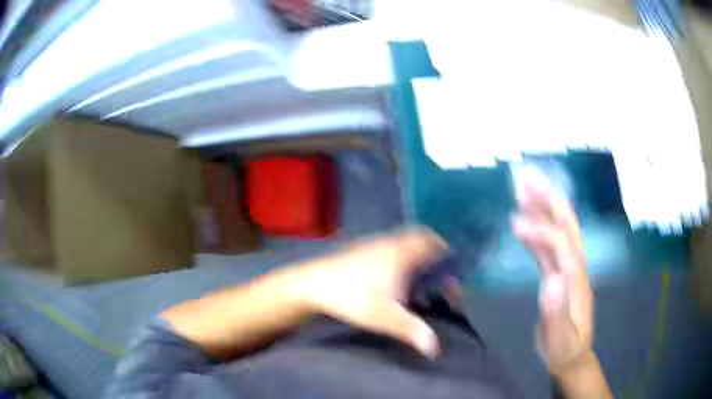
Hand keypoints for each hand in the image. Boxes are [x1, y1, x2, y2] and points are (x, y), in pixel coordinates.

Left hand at [292, 227, 447, 358]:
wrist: (312, 285)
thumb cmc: (352, 298)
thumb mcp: (385, 317)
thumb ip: (413, 331)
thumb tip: (436, 348)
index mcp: (401, 254)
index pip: (431, 242)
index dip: (446, 252)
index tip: (452, 267)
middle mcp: (390, 243)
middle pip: (419, 237)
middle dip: (432, 250)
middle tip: (439, 269)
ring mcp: (373, 244)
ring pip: (403, 241)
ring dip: (416, 252)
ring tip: (419, 274)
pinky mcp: (360, 250)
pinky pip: (390, 246)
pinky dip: (400, 254)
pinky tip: (393, 274)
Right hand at [512, 174, 593, 375]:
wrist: (573, 355)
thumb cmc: (564, 348)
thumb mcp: (559, 338)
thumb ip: (556, 311)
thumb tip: (551, 279)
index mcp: (575, 280)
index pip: (561, 246)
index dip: (541, 231)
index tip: (515, 223)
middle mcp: (575, 267)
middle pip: (566, 226)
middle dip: (549, 200)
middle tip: (527, 177)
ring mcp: (569, 268)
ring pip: (560, 229)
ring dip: (545, 206)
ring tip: (526, 187)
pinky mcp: (560, 272)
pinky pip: (552, 243)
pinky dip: (541, 226)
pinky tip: (529, 217)